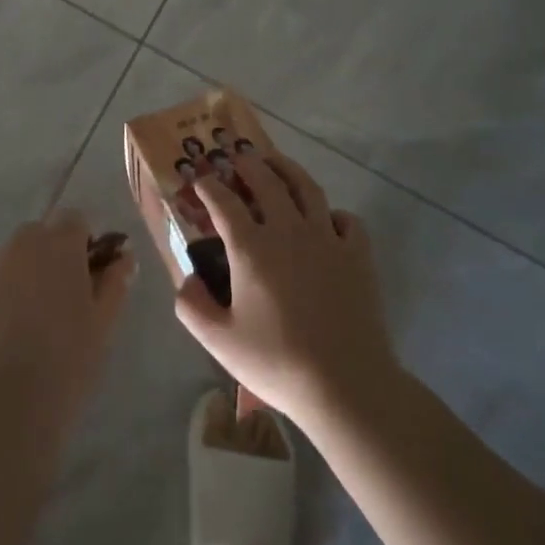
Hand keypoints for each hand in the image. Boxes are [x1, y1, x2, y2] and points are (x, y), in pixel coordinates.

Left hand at [0, 210, 136, 426]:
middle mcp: (19, 246)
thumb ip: (116, 282)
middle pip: (38, 236)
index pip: (75, 220)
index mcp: (59, 244)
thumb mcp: (104, 323)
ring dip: (20, 281)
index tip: (90, 277)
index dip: (84, 245)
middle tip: (61, 303)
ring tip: (29, 330)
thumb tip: (125, 256)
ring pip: (8, 264)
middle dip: (50, 258)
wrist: (4, 403)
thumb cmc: (67, 359)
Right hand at [174, 152, 397, 425]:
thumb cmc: (278, 362)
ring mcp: (327, 238)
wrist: (346, 385)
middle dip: (247, 165)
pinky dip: (333, 212)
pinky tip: (326, 219)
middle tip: (237, 158)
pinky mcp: (357, 254)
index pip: (223, 201)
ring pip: (306, 188)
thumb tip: (187, 279)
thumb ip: (192, 306)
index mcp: (251, 247)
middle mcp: (288, 230)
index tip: (200, 182)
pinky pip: (346, 219)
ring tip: (276, 163)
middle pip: (266, 181)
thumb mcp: (220, 342)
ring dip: (287, 169)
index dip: (208, 187)